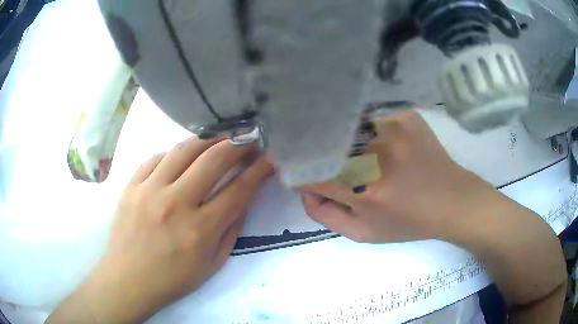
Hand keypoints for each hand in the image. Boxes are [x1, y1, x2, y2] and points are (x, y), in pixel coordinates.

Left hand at [46, 137, 272, 323]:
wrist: (128, 280)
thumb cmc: (173, 278)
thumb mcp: (212, 264)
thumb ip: (231, 230)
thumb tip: (243, 198)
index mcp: (199, 231)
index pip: (238, 190)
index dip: (258, 170)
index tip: (269, 157)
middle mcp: (174, 204)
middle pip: (213, 160)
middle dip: (237, 144)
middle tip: (248, 138)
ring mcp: (148, 191)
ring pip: (183, 149)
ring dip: (208, 139)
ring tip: (220, 137)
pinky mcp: (131, 186)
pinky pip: (156, 157)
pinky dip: (174, 153)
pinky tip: (182, 157)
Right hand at [299, 110, 494, 242]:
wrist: (451, 201)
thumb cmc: (408, 222)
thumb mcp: (363, 233)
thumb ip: (325, 214)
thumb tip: (304, 188)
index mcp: (362, 191)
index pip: (309, 171)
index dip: (296, 169)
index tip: (294, 167)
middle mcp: (374, 154)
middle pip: (322, 143)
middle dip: (314, 151)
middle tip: (320, 157)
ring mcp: (391, 128)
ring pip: (343, 125)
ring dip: (339, 137)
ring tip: (354, 150)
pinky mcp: (403, 115)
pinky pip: (368, 116)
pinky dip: (364, 127)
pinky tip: (378, 139)